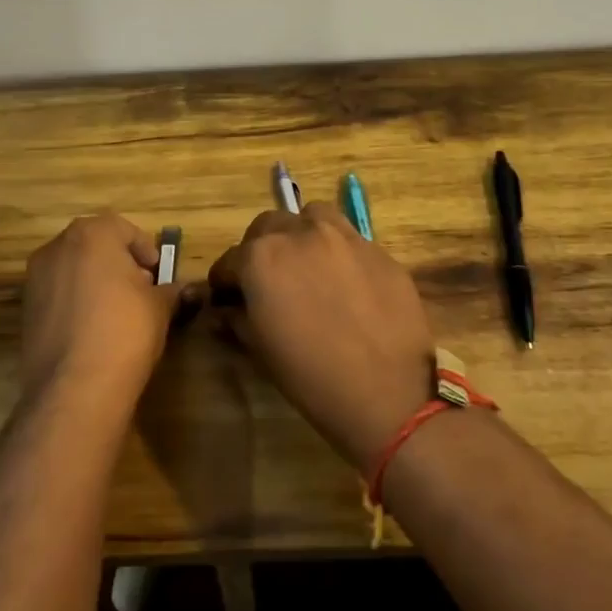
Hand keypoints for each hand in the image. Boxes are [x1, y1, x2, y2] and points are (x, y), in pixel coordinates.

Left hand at [20, 213, 186, 403]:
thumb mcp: (160, 307)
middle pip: (94, 244)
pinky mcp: (25, 309)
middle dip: (118, 262)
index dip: (145, 249)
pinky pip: (57, 294)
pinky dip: (75, 302)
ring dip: (94, 281)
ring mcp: (35, 278)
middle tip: (140, 289)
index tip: (157, 274)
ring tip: (117, 312)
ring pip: (73, 268)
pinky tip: (92, 329)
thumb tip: (183, 289)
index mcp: (91, 235)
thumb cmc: (125, 330)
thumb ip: (170, 290)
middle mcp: (57, 247)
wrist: (75, 387)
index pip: (123, 228)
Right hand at [207, 203, 434, 468]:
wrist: (387, 393)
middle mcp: (301, 233)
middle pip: (268, 226)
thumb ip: (237, 318)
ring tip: (307, 265)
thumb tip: (224, 309)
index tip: (227, 299)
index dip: (224, 282)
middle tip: (266, 280)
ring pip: (313, 217)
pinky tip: (345, 284)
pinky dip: (339, 253)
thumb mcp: (260, 349)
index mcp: (262, 257)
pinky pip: (350, 240)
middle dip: (259, 249)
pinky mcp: (380, 250)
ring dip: (301, 234)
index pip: (229, 260)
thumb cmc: (311, 375)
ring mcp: (345, 237)